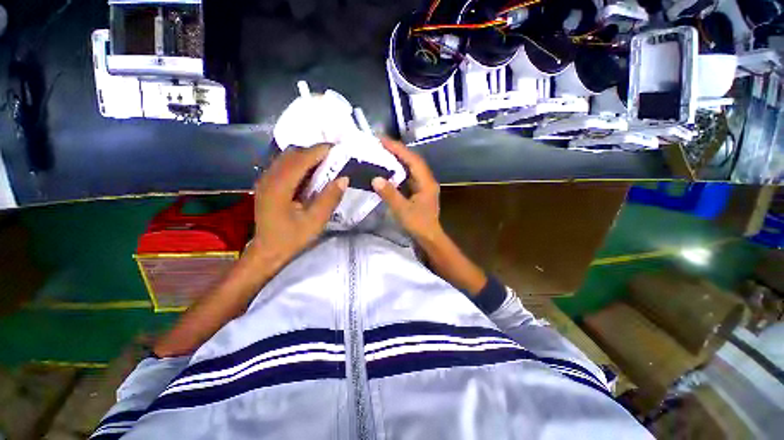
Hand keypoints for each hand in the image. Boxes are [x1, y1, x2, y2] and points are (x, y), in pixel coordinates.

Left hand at [252, 144, 347, 266]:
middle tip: (334, 158)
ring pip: (287, 157)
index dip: (320, 151)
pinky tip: (311, 174)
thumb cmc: (292, 238)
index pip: (301, 159)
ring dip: (307, 156)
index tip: (338, 148)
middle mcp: (269, 178)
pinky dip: (300, 163)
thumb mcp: (315, 221)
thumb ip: (329, 198)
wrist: (267, 251)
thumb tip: (344, 178)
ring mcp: (265, 179)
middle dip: (314, 151)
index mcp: (279, 187)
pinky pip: (284, 165)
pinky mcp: (267, 184)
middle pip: (292, 153)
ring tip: (325, 164)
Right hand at [372, 137, 441, 242]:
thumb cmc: (418, 225)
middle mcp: (427, 180)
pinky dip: (398, 171)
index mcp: (426, 182)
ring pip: (411, 168)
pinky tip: (389, 170)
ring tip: (383, 153)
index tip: (382, 140)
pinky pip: (408, 176)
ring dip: (398, 160)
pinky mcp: (420, 191)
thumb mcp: (402, 210)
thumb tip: (375, 178)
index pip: (412, 160)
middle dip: (397, 151)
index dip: (398, 149)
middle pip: (412, 161)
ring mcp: (424, 186)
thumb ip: (390, 194)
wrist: (429, 238)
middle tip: (380, 144)